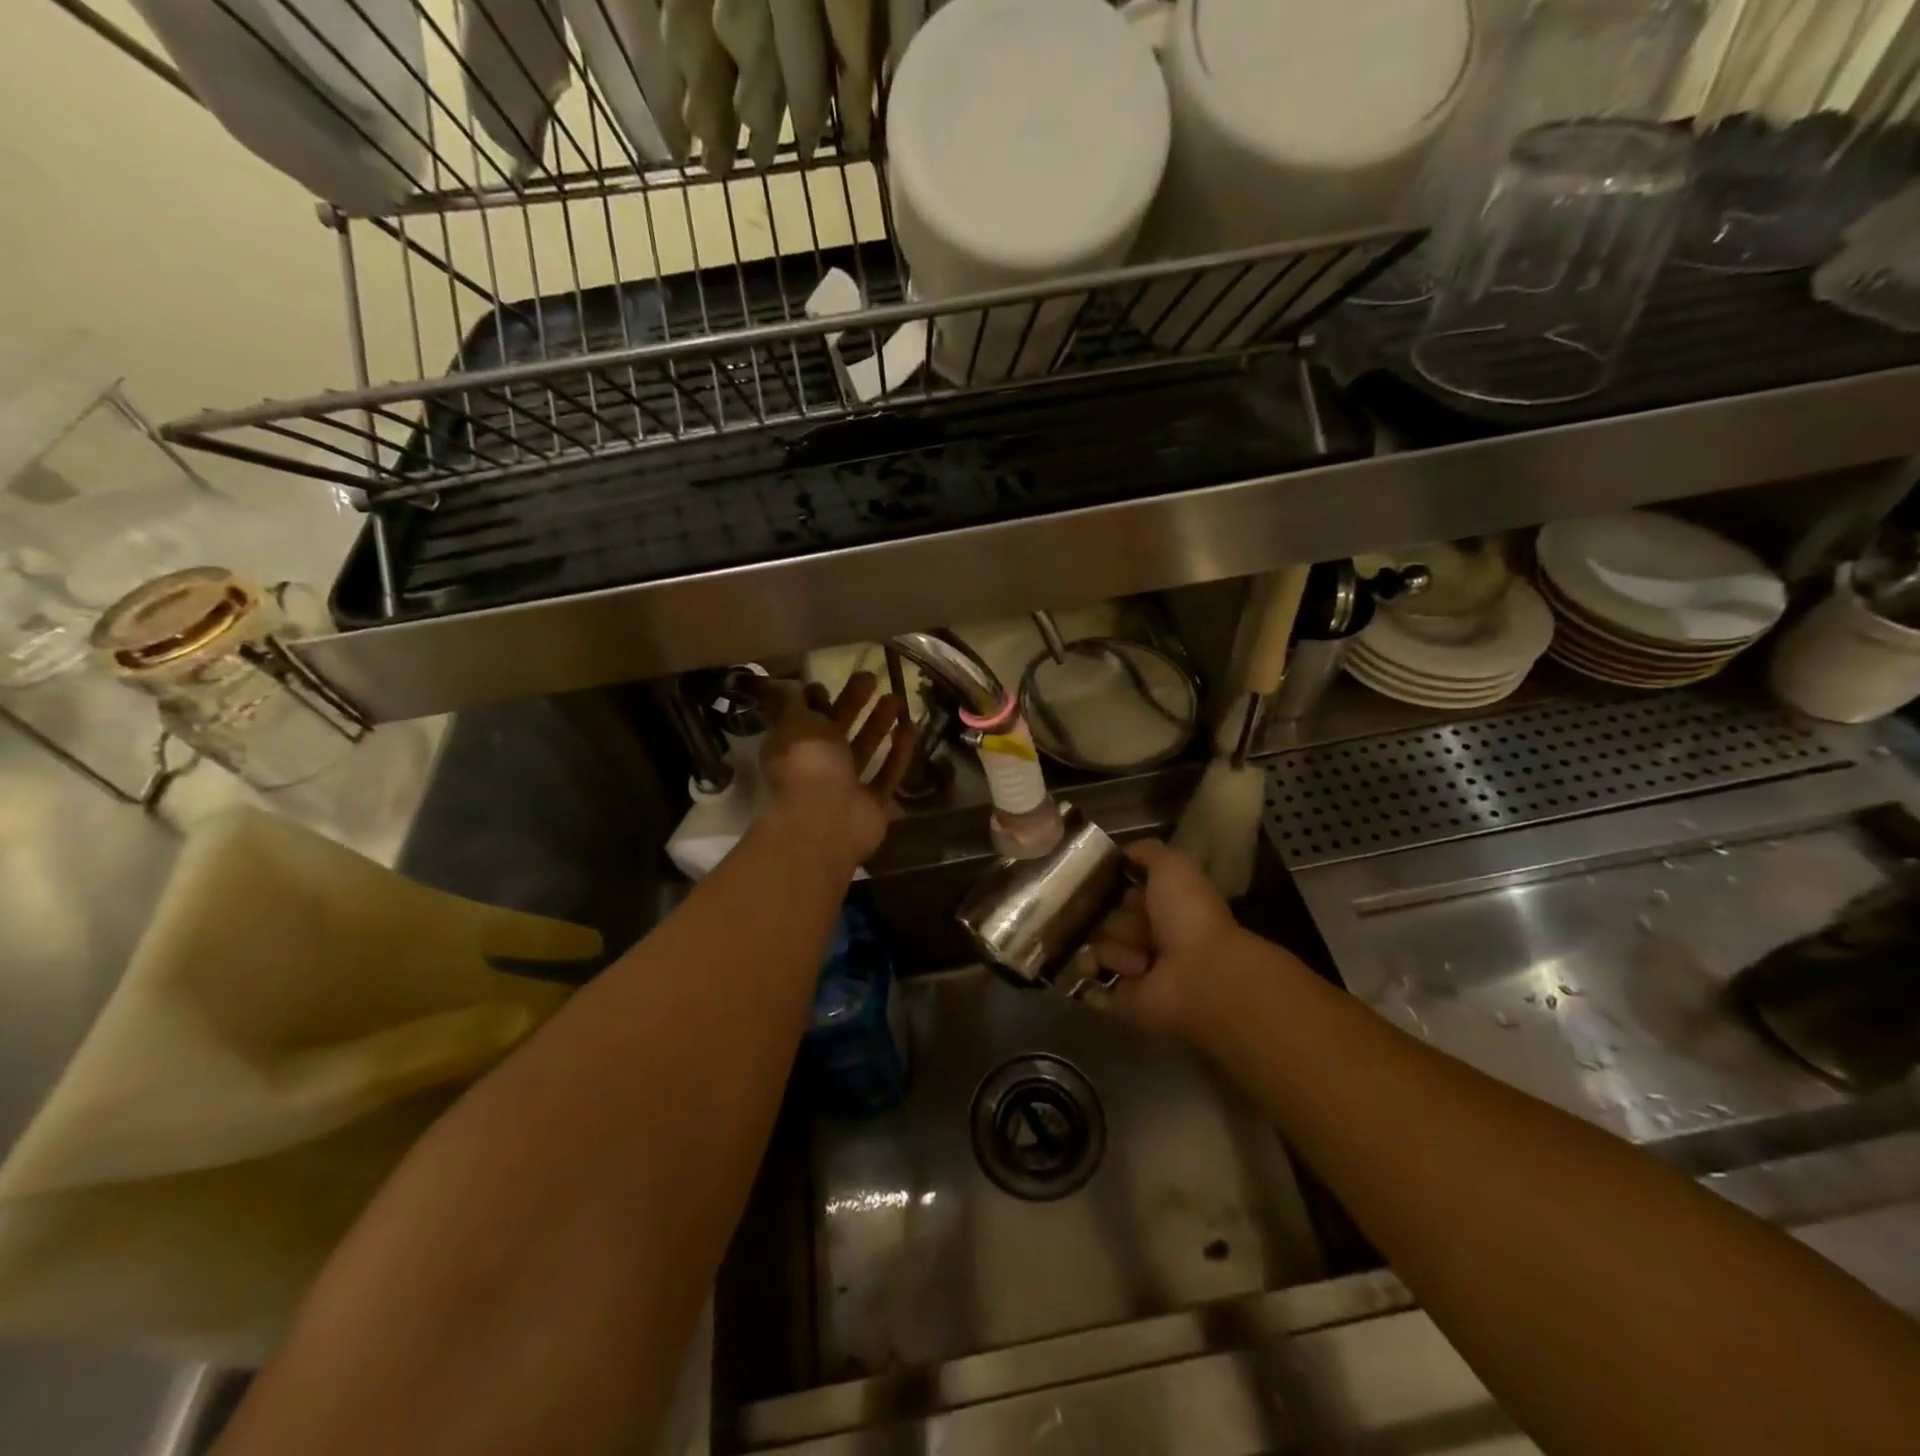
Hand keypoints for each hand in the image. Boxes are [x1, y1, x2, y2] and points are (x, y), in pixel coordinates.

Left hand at [761, 672, 918, 866]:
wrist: (826, 820)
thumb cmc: (807, 764)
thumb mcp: (798, 722)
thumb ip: (802, 704)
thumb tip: (809, 690)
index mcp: (792, 748)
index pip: (804, 719)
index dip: (818, 701)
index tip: (832, 682)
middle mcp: (817, 767)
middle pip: (837, 731)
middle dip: (853, 704)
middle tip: (871, 678)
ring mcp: (846, 788)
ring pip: (864, 750)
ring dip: (878, 724)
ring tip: (897, 698)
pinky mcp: (873, 804)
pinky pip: (887, 774)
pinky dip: (898, 753)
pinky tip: (912, 728)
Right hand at [1080, 840, 1260, 1042]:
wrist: (1201, 976)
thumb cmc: (1188, 916)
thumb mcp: (1172, 866)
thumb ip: (1146, 852)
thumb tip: (1121, 853)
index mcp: (1159, 906)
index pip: (1118, 892)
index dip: (1108, 887)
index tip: (1095, 882)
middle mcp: (1145, 936)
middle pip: (1103, 919)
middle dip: (1106, 919)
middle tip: (1129, 927)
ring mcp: (1132, 969)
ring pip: (1096, 947)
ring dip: (1113, 949)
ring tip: (1140, 961)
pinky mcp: (1120, 999)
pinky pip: (1089, 983)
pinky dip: (1090, 975)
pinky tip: (1097, 970)